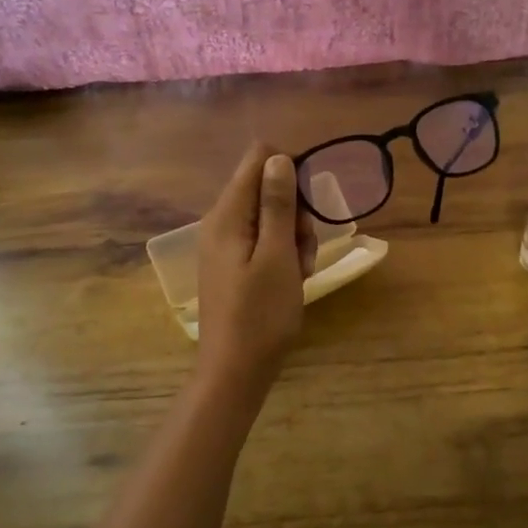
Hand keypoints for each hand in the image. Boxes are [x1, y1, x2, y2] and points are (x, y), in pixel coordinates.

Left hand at [196, 143, 316, 388]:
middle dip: (295, 212)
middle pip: (266, 188)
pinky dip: (283, 255)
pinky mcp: (233, 264)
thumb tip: (277, 157)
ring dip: (294, 238)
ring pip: (270, 218)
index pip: (258, 158)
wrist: (236, 370)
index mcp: (227, 214)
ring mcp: (225, 244)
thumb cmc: (261, 314)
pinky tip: (292, 280)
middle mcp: (221, 222)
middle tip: (304, 249)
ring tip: (301, 272)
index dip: (289, 172)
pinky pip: (263, 242)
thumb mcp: (278, 256)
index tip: (306, 206)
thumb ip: (277, 204)